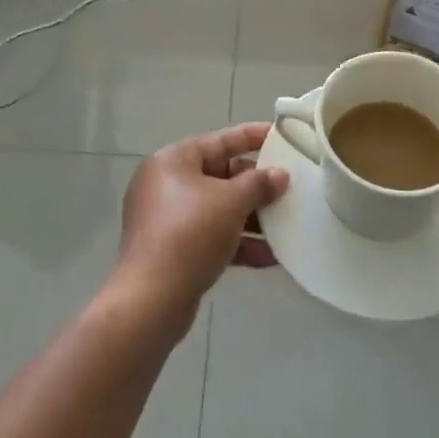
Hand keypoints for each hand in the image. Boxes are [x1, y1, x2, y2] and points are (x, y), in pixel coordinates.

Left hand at [116, 122, 289, 329]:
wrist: (151, 301)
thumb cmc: (190, 234)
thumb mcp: (231, 202)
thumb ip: (259, 184)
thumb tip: (280, 176)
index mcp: (173, 161)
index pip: (219, 140)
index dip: (251, 137)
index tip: (279, 136)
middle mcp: (166, 184)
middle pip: (219, 175)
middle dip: (255, 186)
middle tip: (287, 187)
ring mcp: (166, 219)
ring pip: (217, 209)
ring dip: (251, 218)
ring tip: (285, 224)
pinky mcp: (171, 250)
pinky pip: (210, 236)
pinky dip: (237, 243)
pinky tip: (269, 256)